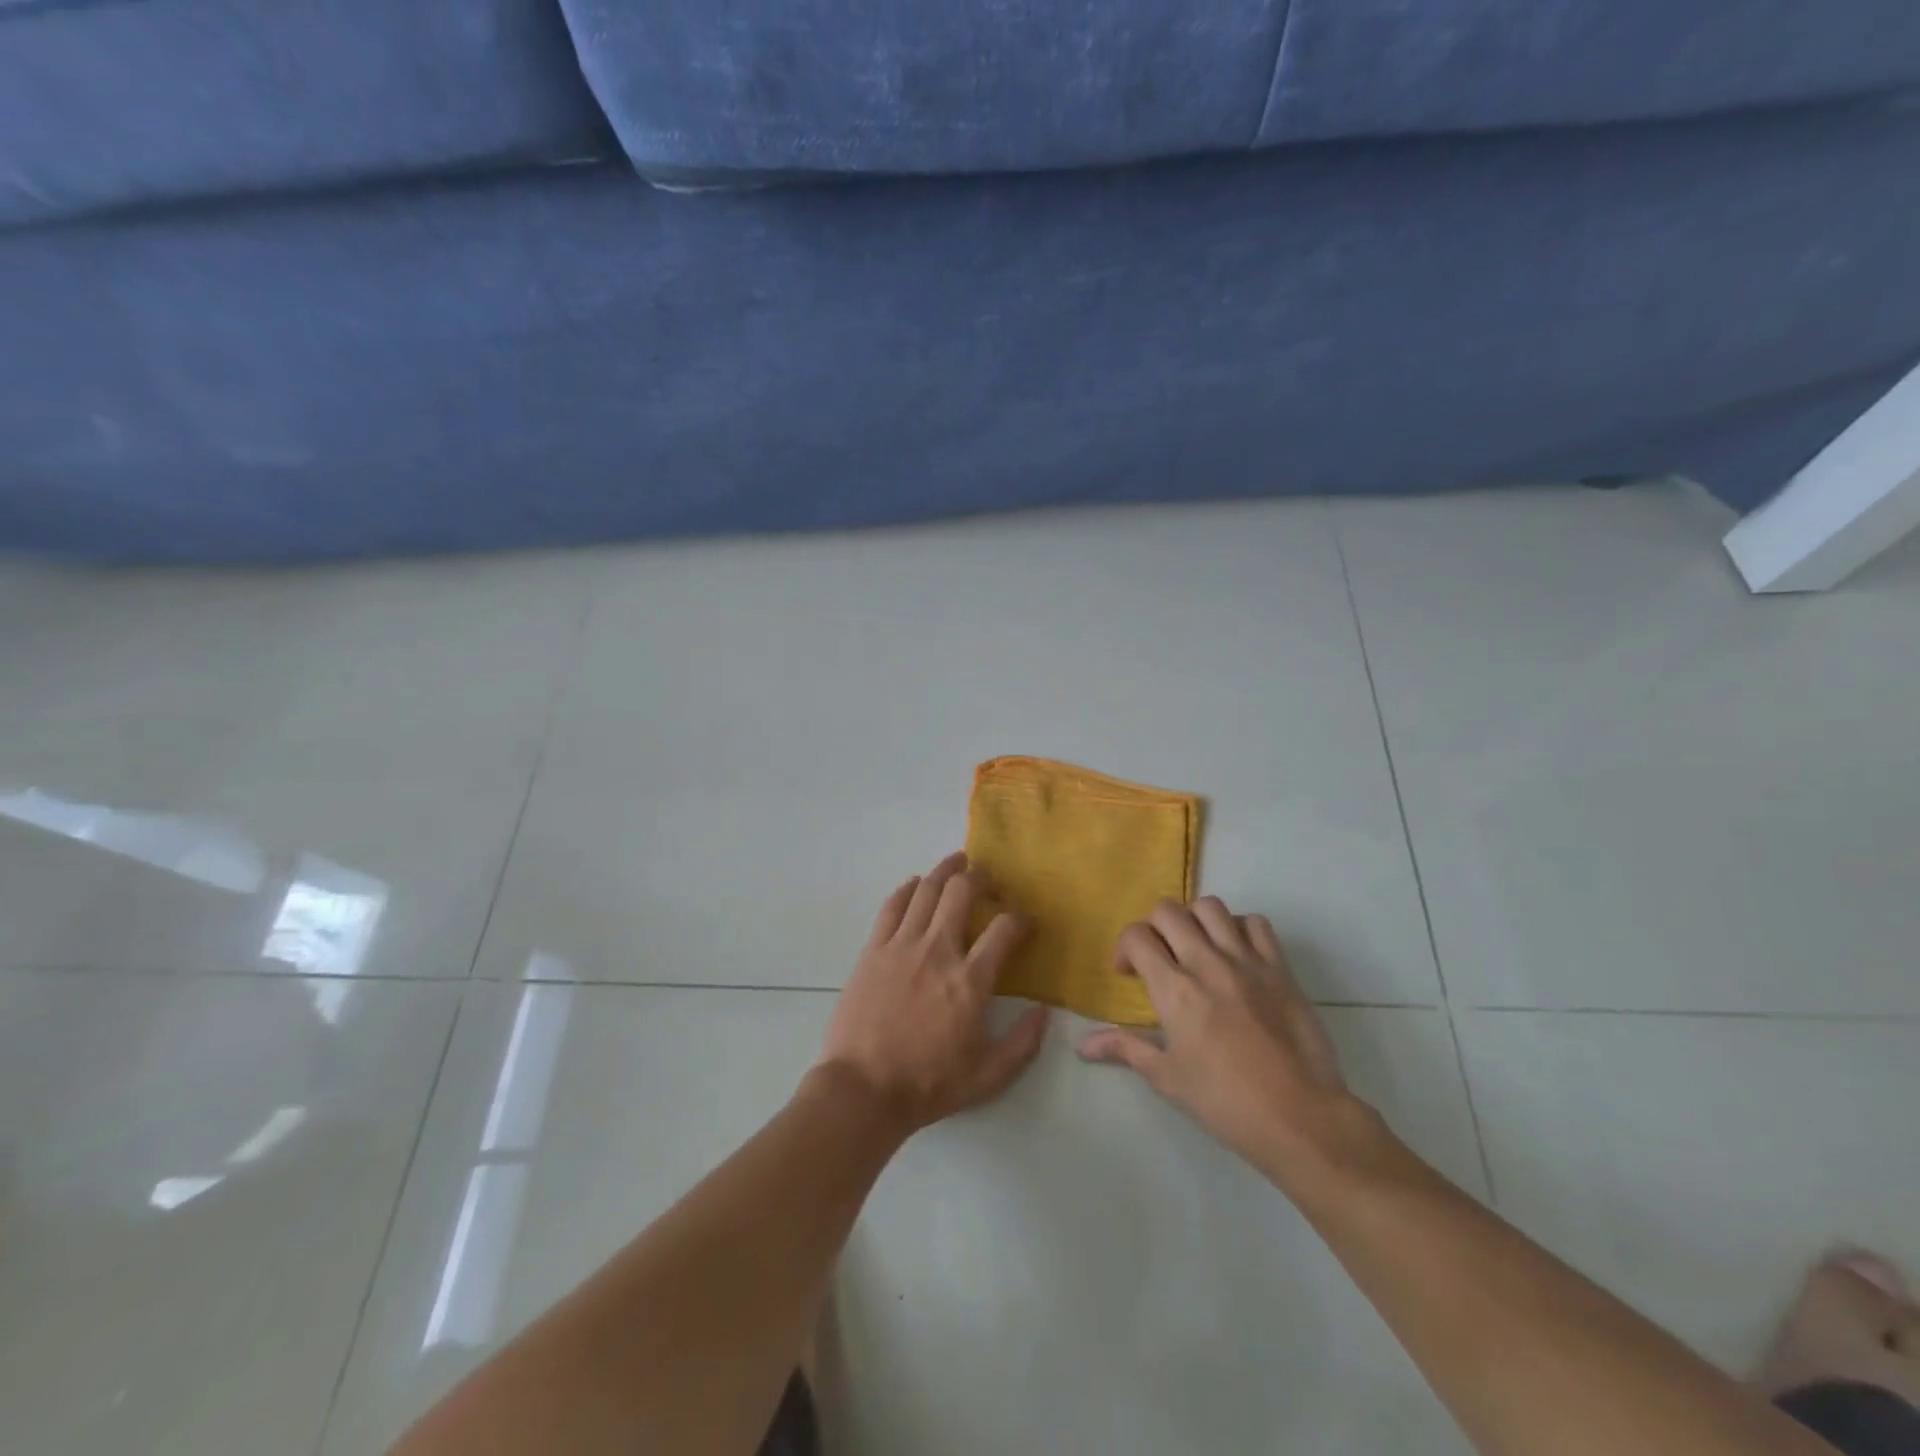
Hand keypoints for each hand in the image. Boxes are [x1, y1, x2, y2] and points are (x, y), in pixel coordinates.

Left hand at [814, 853, 1048, 1136]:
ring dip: (945, 870)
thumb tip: (1045, 1011)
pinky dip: (907, 889)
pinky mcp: (873, 949)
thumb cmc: (928, 1084)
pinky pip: (892, 905)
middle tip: (989, 880)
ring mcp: (901, 945)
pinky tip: (915, 885)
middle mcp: (938, 950)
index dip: (1021, 919)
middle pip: (962, 891)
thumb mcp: (988, 1076)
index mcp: (970, 980)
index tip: (1025, 922)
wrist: (863, 1090)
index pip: (1004, 929)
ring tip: (956, 863)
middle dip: (981, 877)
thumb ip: (1023, 1043)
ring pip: (926, 889)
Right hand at [1078, 897, 1376, 1182]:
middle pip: (1168, 911)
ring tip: (1196, 947)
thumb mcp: (1167, 1078)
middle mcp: (1206, 963)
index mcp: (1174, 990)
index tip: (1128, 973)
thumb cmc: (1225, 1102)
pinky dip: (1239, 928)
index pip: (1137, 937)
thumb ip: (1125, 1049)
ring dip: (1194, 921)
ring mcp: (1247, 961)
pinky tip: (1235, 953)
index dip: (1124, 948)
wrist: (1300, 1117)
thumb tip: (1083, 1045)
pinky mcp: (1280, 968)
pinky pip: (1256, 923)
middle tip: (1159, 956)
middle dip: (1154, 928)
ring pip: (1211, 907)